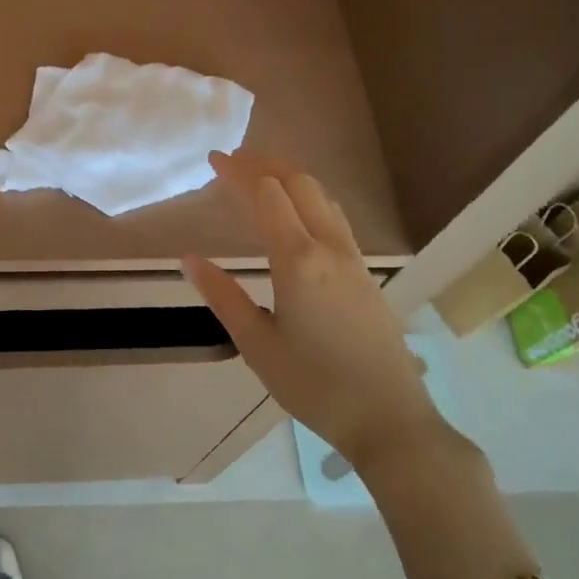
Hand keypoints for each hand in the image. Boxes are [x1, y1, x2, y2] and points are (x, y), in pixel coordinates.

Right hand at [183, 152, 443, 479]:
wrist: (388, 418)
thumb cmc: (314, 385)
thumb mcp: (256, 344)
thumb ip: (222, 296)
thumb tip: (189, 260)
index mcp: (298, 260)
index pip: (267, 196)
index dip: (238, 171)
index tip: (212, 159)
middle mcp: (330, 248)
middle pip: (301, 184)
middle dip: (265, 163)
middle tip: (233, 159)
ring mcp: (354, 260)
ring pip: (324, 198)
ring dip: (291, 177)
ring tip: (261, 176)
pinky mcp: (366, 275)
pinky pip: (336, 218)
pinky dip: (310, 199)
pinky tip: (298, 214)